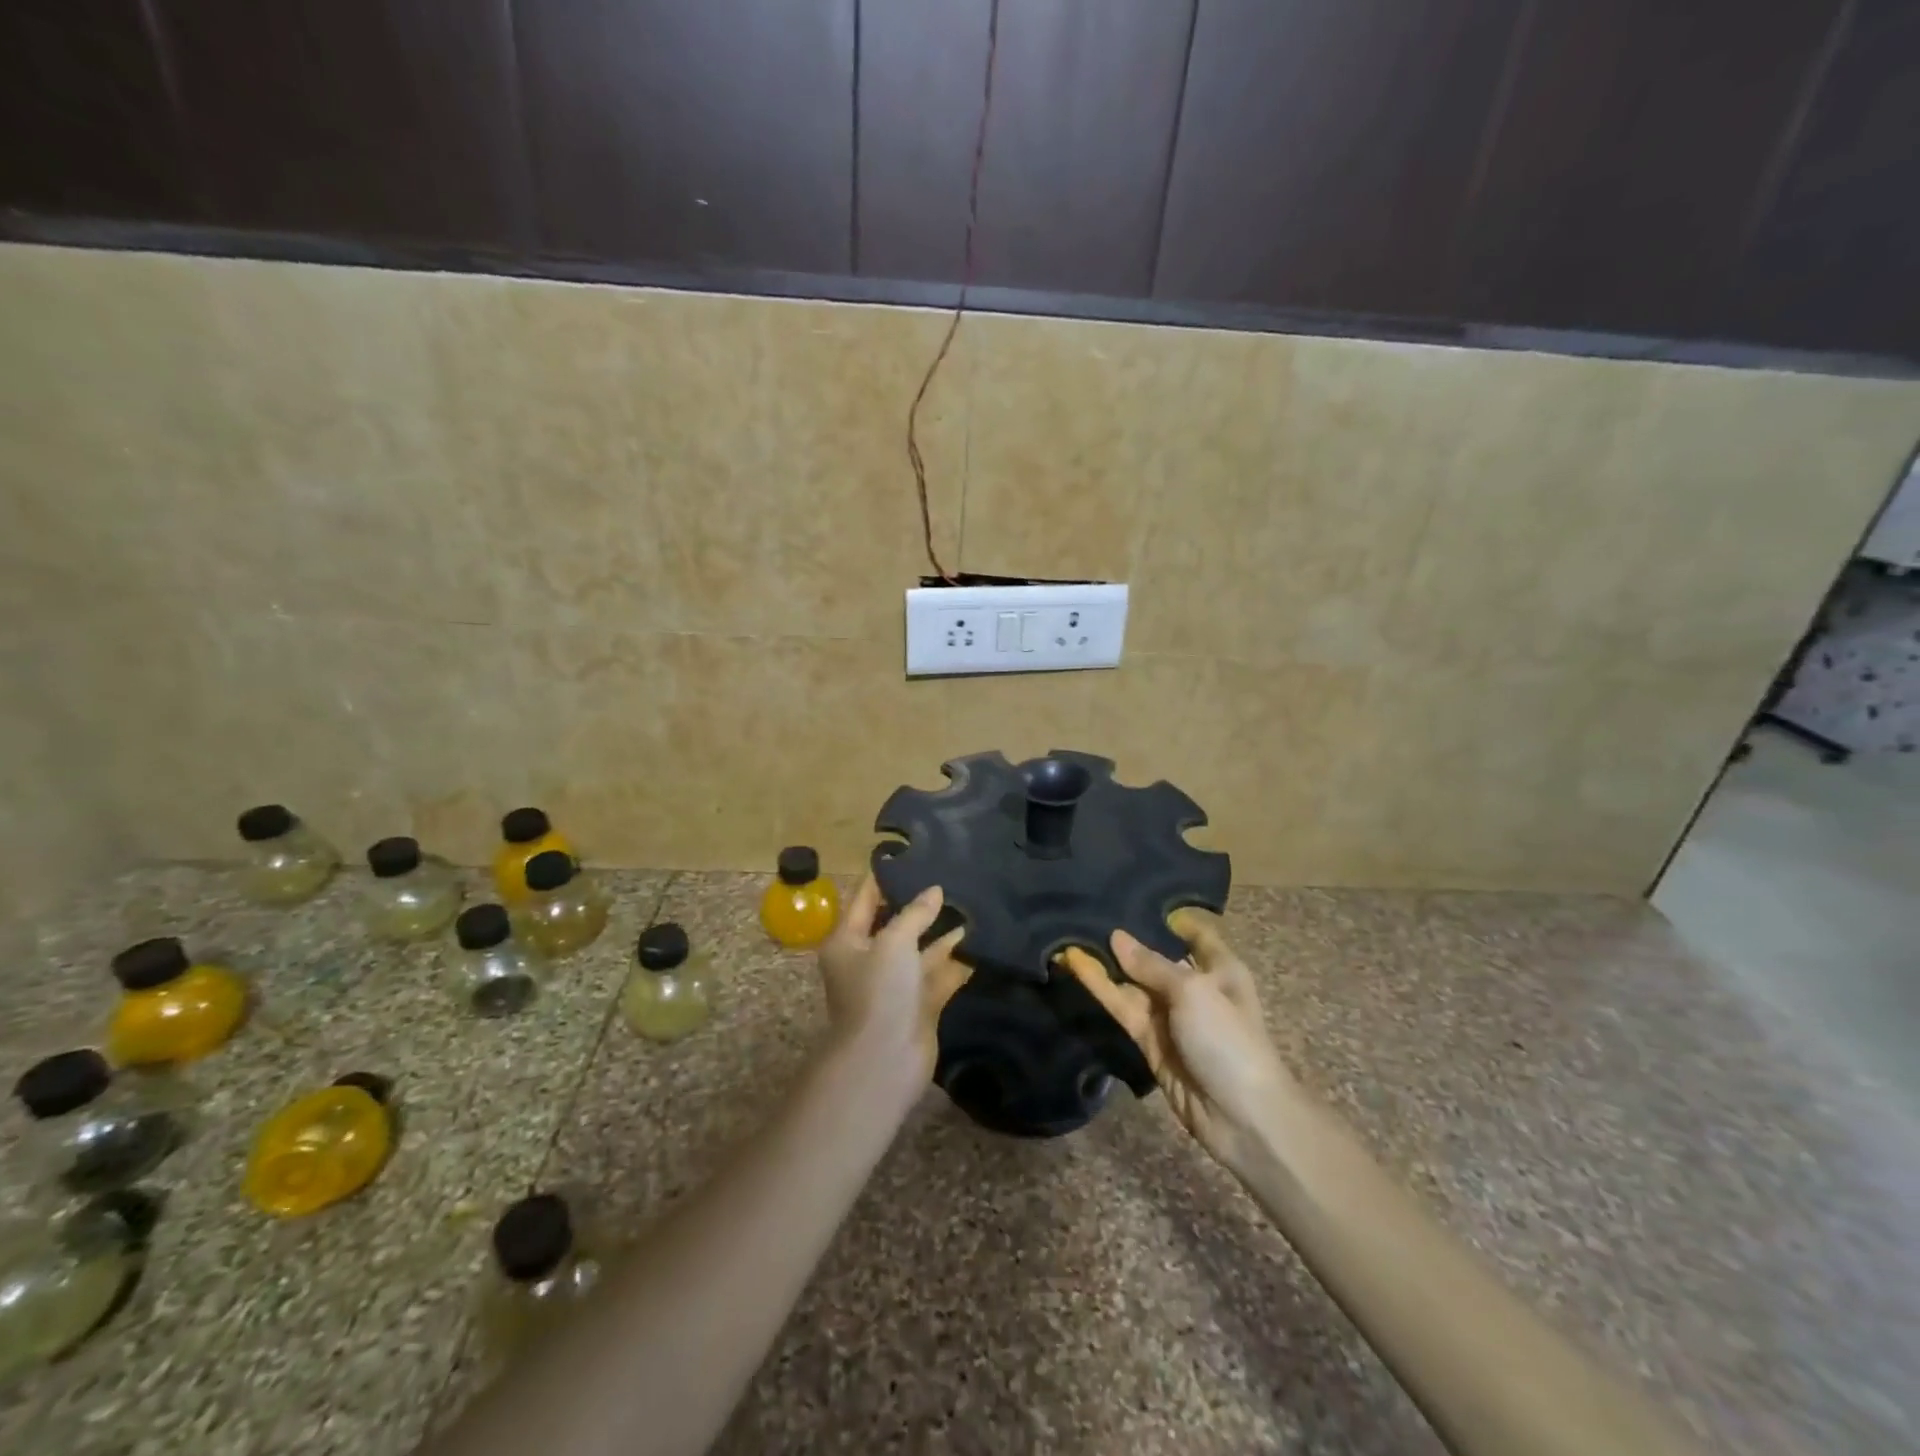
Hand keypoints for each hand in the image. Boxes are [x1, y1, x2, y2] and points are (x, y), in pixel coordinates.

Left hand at [816, 875, 969, 1089]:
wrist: (885, 1060)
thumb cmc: (878, 992)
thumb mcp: (893, 942)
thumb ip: (915, 913)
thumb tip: (934, 891)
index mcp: (848, 941)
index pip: (865, 899)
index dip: (885, 878)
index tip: (910, 855)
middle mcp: (869, 959)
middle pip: (896, 923)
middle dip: (921, 904)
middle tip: (949, 875)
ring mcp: (896, 984)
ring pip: (922, 949)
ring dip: (944, 931)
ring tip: (972, 902)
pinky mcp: (920, 1003)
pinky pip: (940, 973)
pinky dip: (957, 959)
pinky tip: (981, 939)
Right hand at [1061, 910, 1295, 1170]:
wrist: (1242, 1118)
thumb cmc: (1228, 1039)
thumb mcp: (1192, 991)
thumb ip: (1150, 964)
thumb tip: (1116, 937)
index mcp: (1219, 969)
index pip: (1196, 934)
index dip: (1171, 917)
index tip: (1137, 895)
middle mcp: (1194, 987)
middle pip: (1155, 957)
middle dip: (1126, 939)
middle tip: (1088, 910)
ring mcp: (1169, 1016)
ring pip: (1132, 982)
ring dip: (1105, 963)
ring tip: (1071, 934)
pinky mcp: (1149, 1041)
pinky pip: (1122, 1007)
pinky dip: (1100, 988)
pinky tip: (1076, 965)